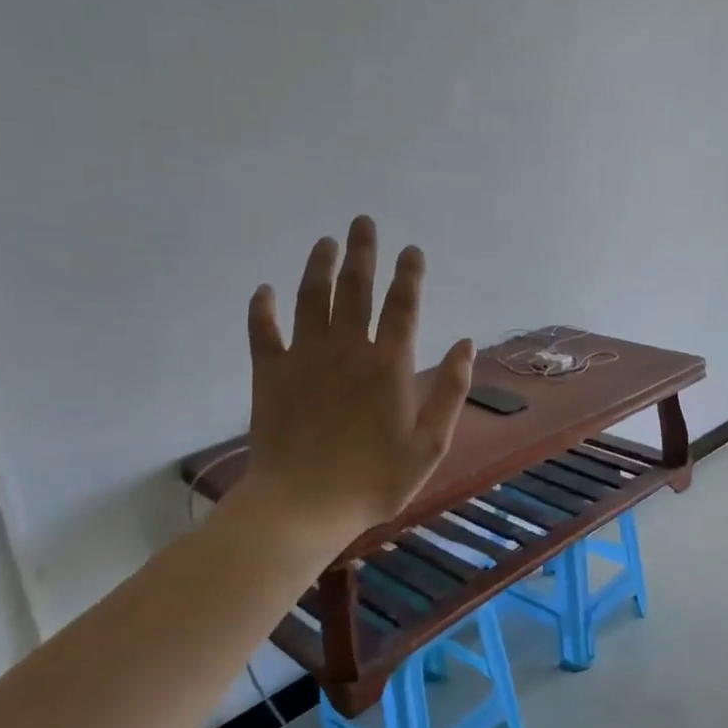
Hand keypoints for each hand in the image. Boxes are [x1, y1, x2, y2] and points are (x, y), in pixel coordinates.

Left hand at [229, 216, 473, 550]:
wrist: (303, 506)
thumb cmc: (374, 480)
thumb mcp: (430, 444)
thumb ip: (451, 391)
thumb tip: (465, 343)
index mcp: (389, 365)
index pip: (403, 305)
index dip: (409, 274)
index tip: (412, 250)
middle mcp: (347, 349)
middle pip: (355, 288)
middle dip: (362, 251)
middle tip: (362, 221)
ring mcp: (304, 358)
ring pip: (310, 298)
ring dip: (318, 266)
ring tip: (325, 241)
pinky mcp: (269, 374)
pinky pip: (263, 331)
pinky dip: (262, 308)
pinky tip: (264, 289)